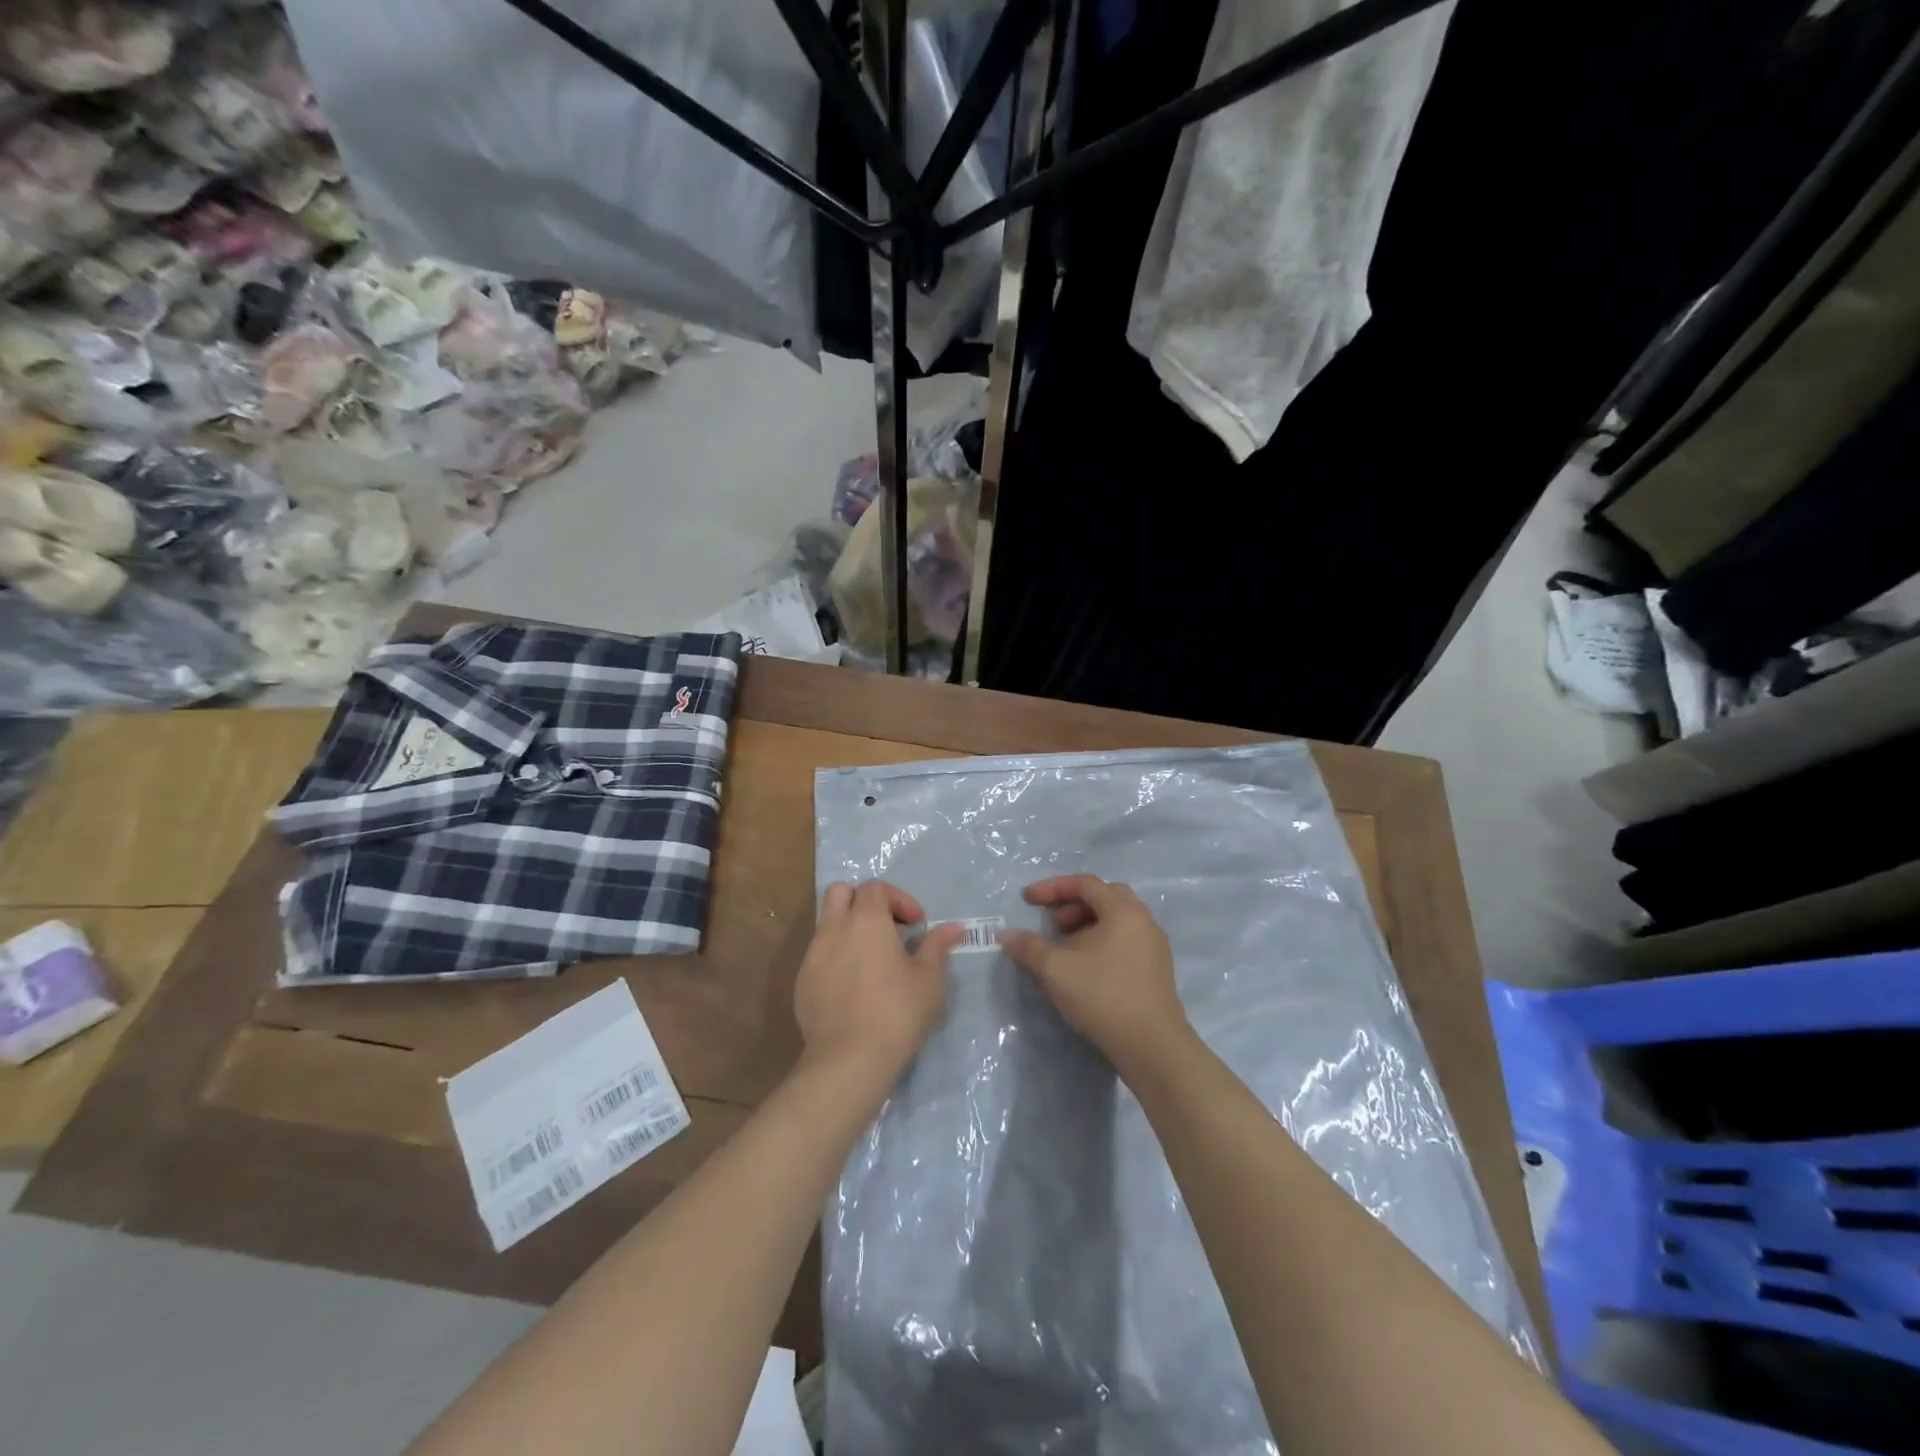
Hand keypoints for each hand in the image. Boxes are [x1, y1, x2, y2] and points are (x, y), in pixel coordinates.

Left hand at [795, 881, 966, 1081]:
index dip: (899, 899)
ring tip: (871, 959)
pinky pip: (818, 955)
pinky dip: (836, 957)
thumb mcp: (929, 979)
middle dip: (863, 901)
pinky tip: (853, 987)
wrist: (849, 1060)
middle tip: (886, 928)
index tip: (916, 925)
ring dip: (848, 929)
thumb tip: (954, 928)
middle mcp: (834, 929)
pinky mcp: (801, 983)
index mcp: (866, 920)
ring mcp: (812, 955)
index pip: (876, 887)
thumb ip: (937, 947)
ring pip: (826, 923)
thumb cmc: (897, 1012)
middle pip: (840, 893)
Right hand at [999, 875, 1189, 1072]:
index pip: (1085, 884)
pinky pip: (1126, 941)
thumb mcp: (1056, 969)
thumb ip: (1029, 947)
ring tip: (1066, 949)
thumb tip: (1004, 935)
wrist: (1152, 1046)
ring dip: (1088, 925)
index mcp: (1123, 910)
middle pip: (1105, 897)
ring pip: (1117, 921)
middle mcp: (1143, 920)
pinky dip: (1102, 942)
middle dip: (1074, 904)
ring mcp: (1154, 946)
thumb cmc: (1103, 996)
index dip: (1052, 888)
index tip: (1028, 900)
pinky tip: (1086, 969)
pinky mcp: (1157, 970)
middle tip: (1054, 923)